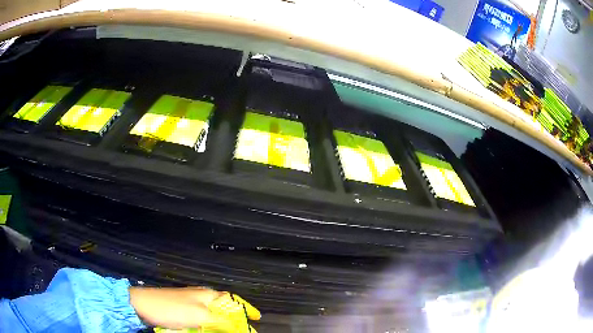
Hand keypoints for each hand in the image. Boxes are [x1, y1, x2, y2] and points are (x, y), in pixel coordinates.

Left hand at [129, 287, 259, 331]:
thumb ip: (221, 321)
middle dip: (235, 320)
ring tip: (227, 332)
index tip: (257, 318)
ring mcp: (191, 303)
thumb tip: (240, 326)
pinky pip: (202, 320)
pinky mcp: (183, 311)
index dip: (246, 309)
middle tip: (242, 330)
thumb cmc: (172, 308)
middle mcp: (202, 297)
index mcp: (208, 294)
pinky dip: (208, 326)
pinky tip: (207, 331)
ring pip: (213, 316)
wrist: (144, 305)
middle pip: (224, 309)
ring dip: (221, 325)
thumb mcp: (199, 315)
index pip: (233, 300)